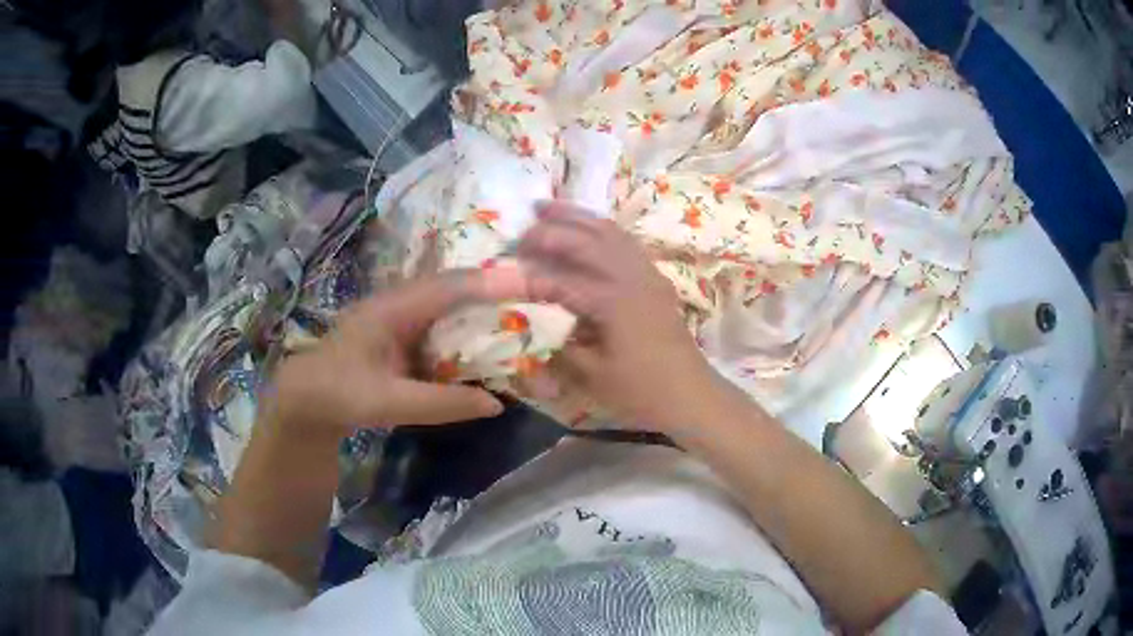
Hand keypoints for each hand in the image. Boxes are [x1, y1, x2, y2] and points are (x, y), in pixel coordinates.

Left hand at [261, 270, 524, 435]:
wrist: (305, 400)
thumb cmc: (340, 394)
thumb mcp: (390, 402)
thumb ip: (442, 403)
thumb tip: (497, 404)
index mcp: (393, 310)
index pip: (449, 287)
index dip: (490, 284)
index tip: (530, 283)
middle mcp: (399, 304)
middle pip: (453, 288)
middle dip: (492, 290)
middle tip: (534, 296)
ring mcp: (398, 318)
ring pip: (447, 305)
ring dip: (480, 308)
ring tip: (520, 314)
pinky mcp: (399, 334)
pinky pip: (439, 325)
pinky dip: (464, 331)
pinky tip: (484, 341)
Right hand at [517, 202, 724, 432]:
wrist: (692, 395)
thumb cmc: (642, 391)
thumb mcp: (594, 377)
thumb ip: (560, 347)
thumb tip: (536, 327)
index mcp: (613, 301)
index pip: (560, 281)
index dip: (526, 278)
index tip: (497, 274)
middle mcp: (631, 277)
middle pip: (586, 241)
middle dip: (552, 230)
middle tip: (522, 228)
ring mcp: (647, 274)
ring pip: (609, 232)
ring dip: (578, 217)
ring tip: (550, 207)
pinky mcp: (655, 279)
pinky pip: (625, 241)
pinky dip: (601, 227)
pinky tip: (589, 228)